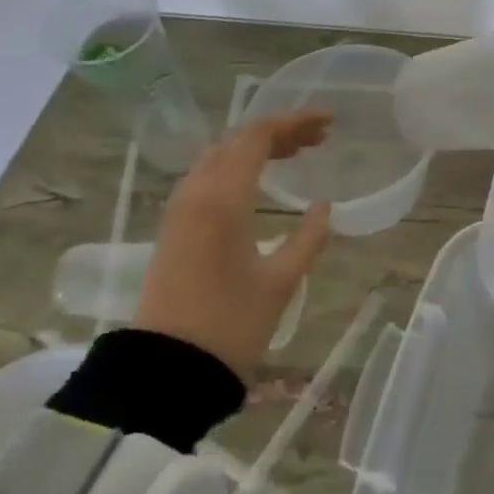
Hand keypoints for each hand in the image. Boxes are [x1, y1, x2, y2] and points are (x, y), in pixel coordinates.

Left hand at [134, 112, 333, 378]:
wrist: (165, 372)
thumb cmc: (230, 326)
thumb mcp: (280, 282)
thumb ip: (307, 239)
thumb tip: (323, 208)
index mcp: (222, 199)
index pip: (257, 137)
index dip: (294, 122)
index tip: (329, 121)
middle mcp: (196, 194)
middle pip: (235, 140)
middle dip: (278, 130)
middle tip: (318, 139)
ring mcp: (179, 210)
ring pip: (218, 156)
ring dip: (256, 147)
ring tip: (295, 154)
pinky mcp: (174, 229)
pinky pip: (207, 177)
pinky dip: (238, 167)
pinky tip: (259, 182)